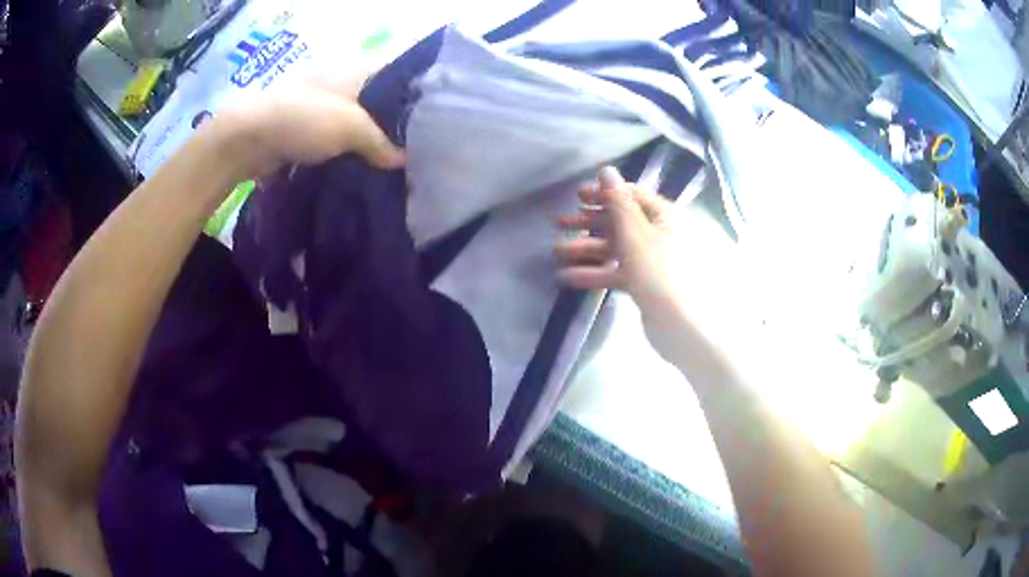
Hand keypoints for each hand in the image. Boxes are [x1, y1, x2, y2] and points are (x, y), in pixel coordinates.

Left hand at [209, 72, 404, 179]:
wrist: (248, 138)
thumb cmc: (303, 118)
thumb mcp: (350, 128)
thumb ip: (381, 143)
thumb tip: (403, 162)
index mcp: (357, 66)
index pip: (399, 67)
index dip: (420, 85)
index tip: (438, 110)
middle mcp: (343, 77)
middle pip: (380, 94)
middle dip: (398, 116)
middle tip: (422, 140)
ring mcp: (323, 100)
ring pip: (359, 115)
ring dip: (373, 134)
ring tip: (398, 155)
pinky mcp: (307, 122)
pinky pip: (339, 132)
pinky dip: (351, 145)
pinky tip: (365, 162)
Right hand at [555, 167, 686, 359]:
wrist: (681, 327)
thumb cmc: (660, 273)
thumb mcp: (636, 235)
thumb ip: (618, 203)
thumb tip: (607, 170)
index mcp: (664, 216)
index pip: (632, 195)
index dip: (605, 193)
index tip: (578, 196)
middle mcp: (659, 233)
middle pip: (619, 220)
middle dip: (589, 222)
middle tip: (560, 222)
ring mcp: (651, 259)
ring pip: (615, 247)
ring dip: (587, 249)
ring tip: (558, 252)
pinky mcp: (643, 282)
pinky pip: (616, 270)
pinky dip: (595, 271)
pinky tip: (569, 276)